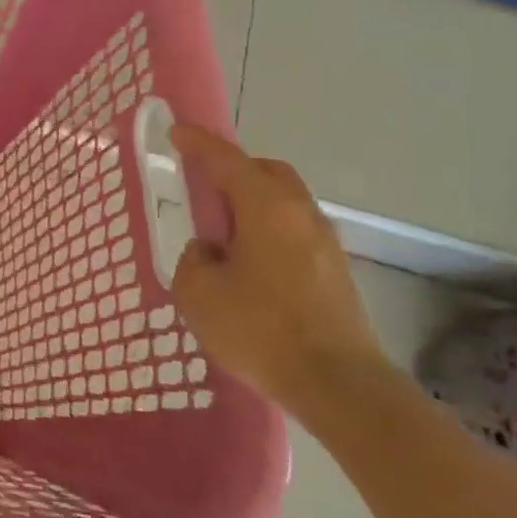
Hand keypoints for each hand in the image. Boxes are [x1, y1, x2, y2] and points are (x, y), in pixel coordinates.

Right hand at [168, 124, 383, 410]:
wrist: (338, 385)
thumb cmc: (260, 328)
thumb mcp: (198, 292)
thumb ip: (195, 259)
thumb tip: (211, 251)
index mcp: (265, 207)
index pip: (227, 160)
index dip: (199, 143)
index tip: (178, 132)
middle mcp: (300, 214)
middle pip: (267, 173)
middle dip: (235, 170)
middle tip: (204, 188)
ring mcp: (325, 243)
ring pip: (285, 203)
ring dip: (253, 204)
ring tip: (223, 234)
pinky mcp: (336, 272)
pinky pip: (294, 232)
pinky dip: (268, 231)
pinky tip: (249, 264)